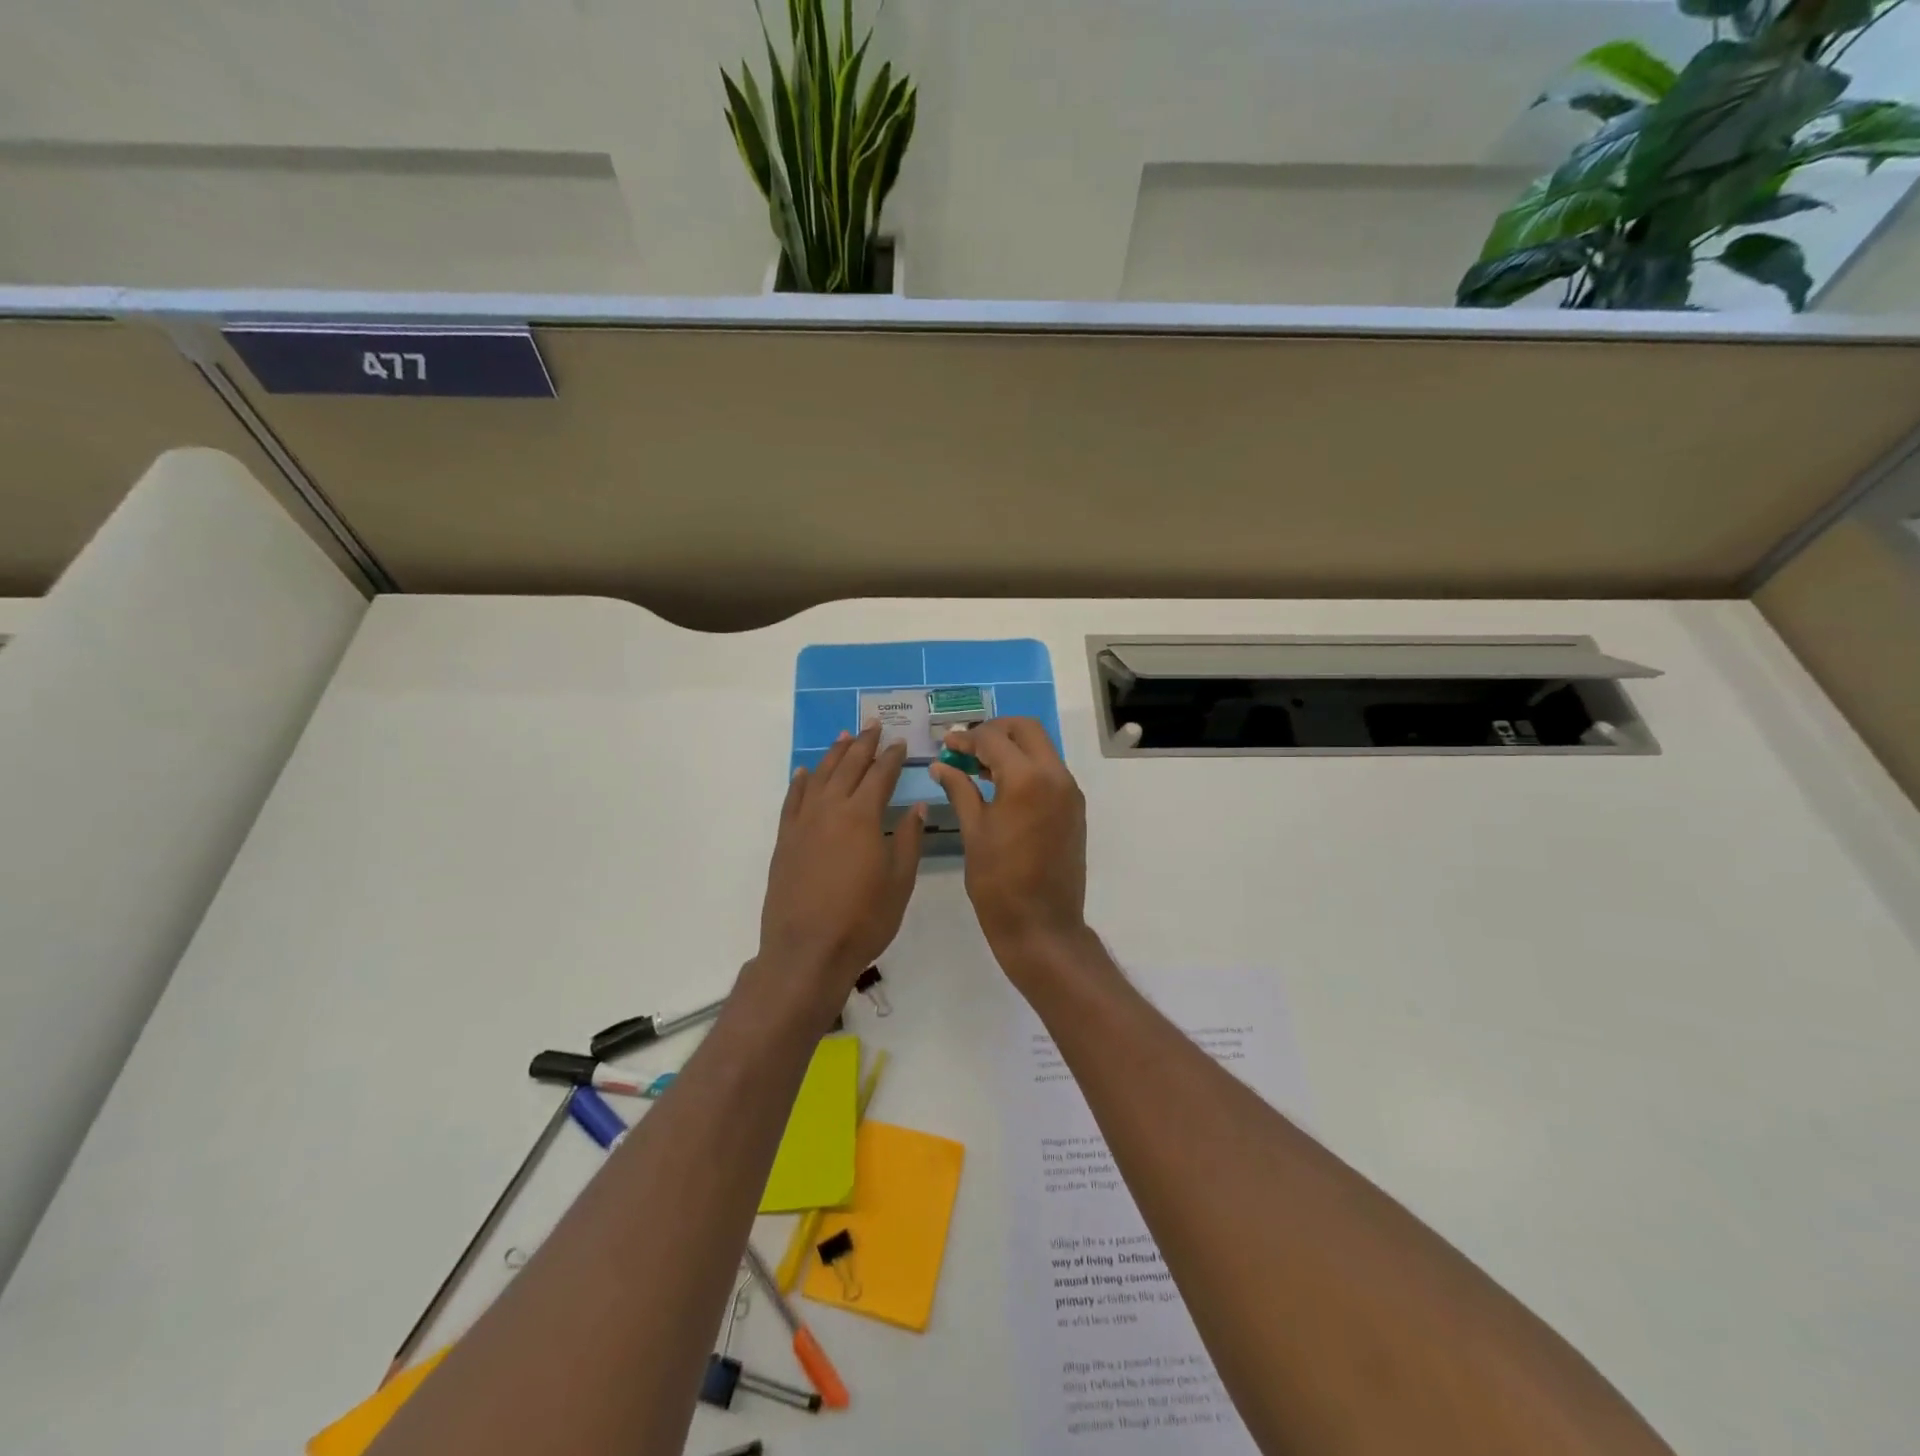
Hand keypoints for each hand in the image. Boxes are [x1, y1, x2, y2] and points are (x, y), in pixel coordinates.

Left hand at [756, 725, 923, 1021]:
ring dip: (833, 754)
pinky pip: (792, 800)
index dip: (892, 757)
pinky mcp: (786, 840)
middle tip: (873, 724)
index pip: (880, 775)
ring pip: (819, 776)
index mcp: (862, 816)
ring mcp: (803, 823)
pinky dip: (800, 782)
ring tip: (844, 736)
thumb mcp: (900, 881)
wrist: (807, 950)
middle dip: (863, 744)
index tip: (901, 742)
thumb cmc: (863, 919)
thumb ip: (909, 839)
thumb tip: (916, 805)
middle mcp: (830, 809)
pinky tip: (805, 772)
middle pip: (848, 766)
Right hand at [928, 718, 1089, 979]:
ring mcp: (1069, 792)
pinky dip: (1026, 766)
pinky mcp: (1074, 808)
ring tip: (978, 765)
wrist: (1042, 926)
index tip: (947, 745)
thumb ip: (960, 790)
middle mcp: (1056, 776)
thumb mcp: (973, 832)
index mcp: (1027, 779)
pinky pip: (1050, 771)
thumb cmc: (999, 883)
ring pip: (1041, 748)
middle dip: (995, 730)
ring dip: (1012, 747)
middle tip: (967, 746)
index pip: (994, 739)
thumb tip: (941, 765)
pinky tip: (1000, 786)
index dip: (966, 738)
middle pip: (1026, 729)